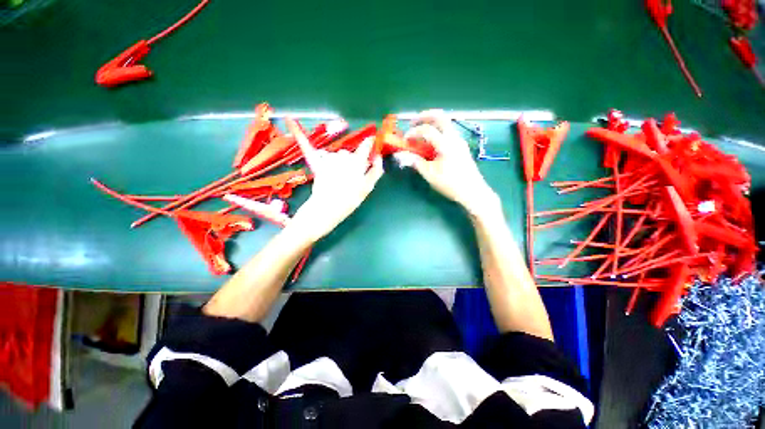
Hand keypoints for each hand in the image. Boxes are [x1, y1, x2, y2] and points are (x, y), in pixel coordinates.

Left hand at [286, 118, 383, 241]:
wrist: (326, 208)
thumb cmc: (349, 200)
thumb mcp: (366, 188)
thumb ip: (374, 172)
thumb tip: (378, 158)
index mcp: (357, 163)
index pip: (365, 146)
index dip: (369, 142)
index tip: (371, 141)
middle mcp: (344, 158)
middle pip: (352, 154)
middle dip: (354, 161)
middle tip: (353, 175)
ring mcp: (331, 160)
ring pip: (340, 156)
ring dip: (342, 162)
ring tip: (340, 177)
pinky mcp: (320, 163)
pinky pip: (327, 157)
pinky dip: (330, 163)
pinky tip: (330, 174)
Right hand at [401, 110, 499, 217]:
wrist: (473, 192)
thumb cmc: (451, 184)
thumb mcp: (430, 174)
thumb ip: (416, 162)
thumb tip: (403, 155)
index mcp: (446, 144)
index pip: (427, 130)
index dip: (413, 132)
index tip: (405, 140)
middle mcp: (454, 138)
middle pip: (440, 117)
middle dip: (424, 116)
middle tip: (413, 122)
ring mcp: (460, 141)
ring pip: (446, 123)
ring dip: (432, 123)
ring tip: (420, 132)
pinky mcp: (461, 147)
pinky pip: (448, 132)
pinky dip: (437, 131)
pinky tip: (431, 143)